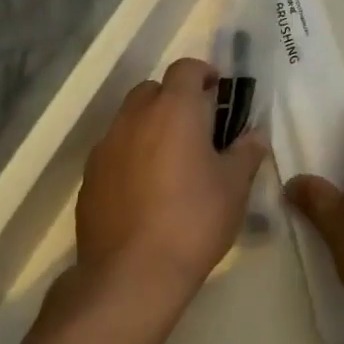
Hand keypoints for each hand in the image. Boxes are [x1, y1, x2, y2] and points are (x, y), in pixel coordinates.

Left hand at [75, 58, 267, 310]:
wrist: (131, 276)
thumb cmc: (193, 220)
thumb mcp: (234, 187)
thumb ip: (246, 152)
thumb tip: (255, 134)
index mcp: (174, 109)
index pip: (185, 68)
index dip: (203, 73)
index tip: (217, 92)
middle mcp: (135, 117)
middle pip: (153, 90)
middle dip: (174, 99)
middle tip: (196, 129)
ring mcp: (106, 146)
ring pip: (130, 119)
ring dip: (150, 127)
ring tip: (170, 161)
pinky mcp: (89, 178)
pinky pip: (113, 151)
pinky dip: (130, 156)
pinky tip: (144, 190)